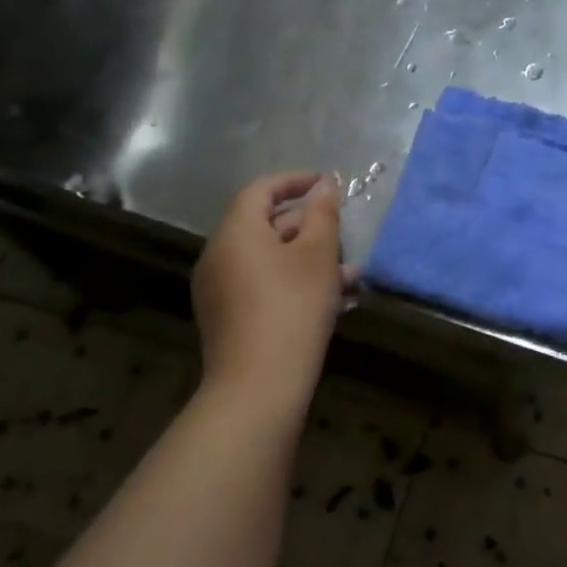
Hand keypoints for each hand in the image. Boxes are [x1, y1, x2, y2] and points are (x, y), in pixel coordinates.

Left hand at [194, 172, 348, 394]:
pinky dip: (292, 282)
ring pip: (268, 259)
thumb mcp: (319, 256)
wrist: (258, 385)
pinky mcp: (227, 317)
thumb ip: (324, 214)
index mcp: (236, 231)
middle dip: (308, 226)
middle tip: (342, 236)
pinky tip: (329, 301)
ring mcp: (218, 288)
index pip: (261, 189)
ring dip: (307, 259)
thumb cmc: (293, 308)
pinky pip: (261, 284)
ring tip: (348, 274)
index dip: (294, 181)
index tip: (327, 184)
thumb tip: (326, 185)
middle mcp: (218, 254)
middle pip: (264, 224)